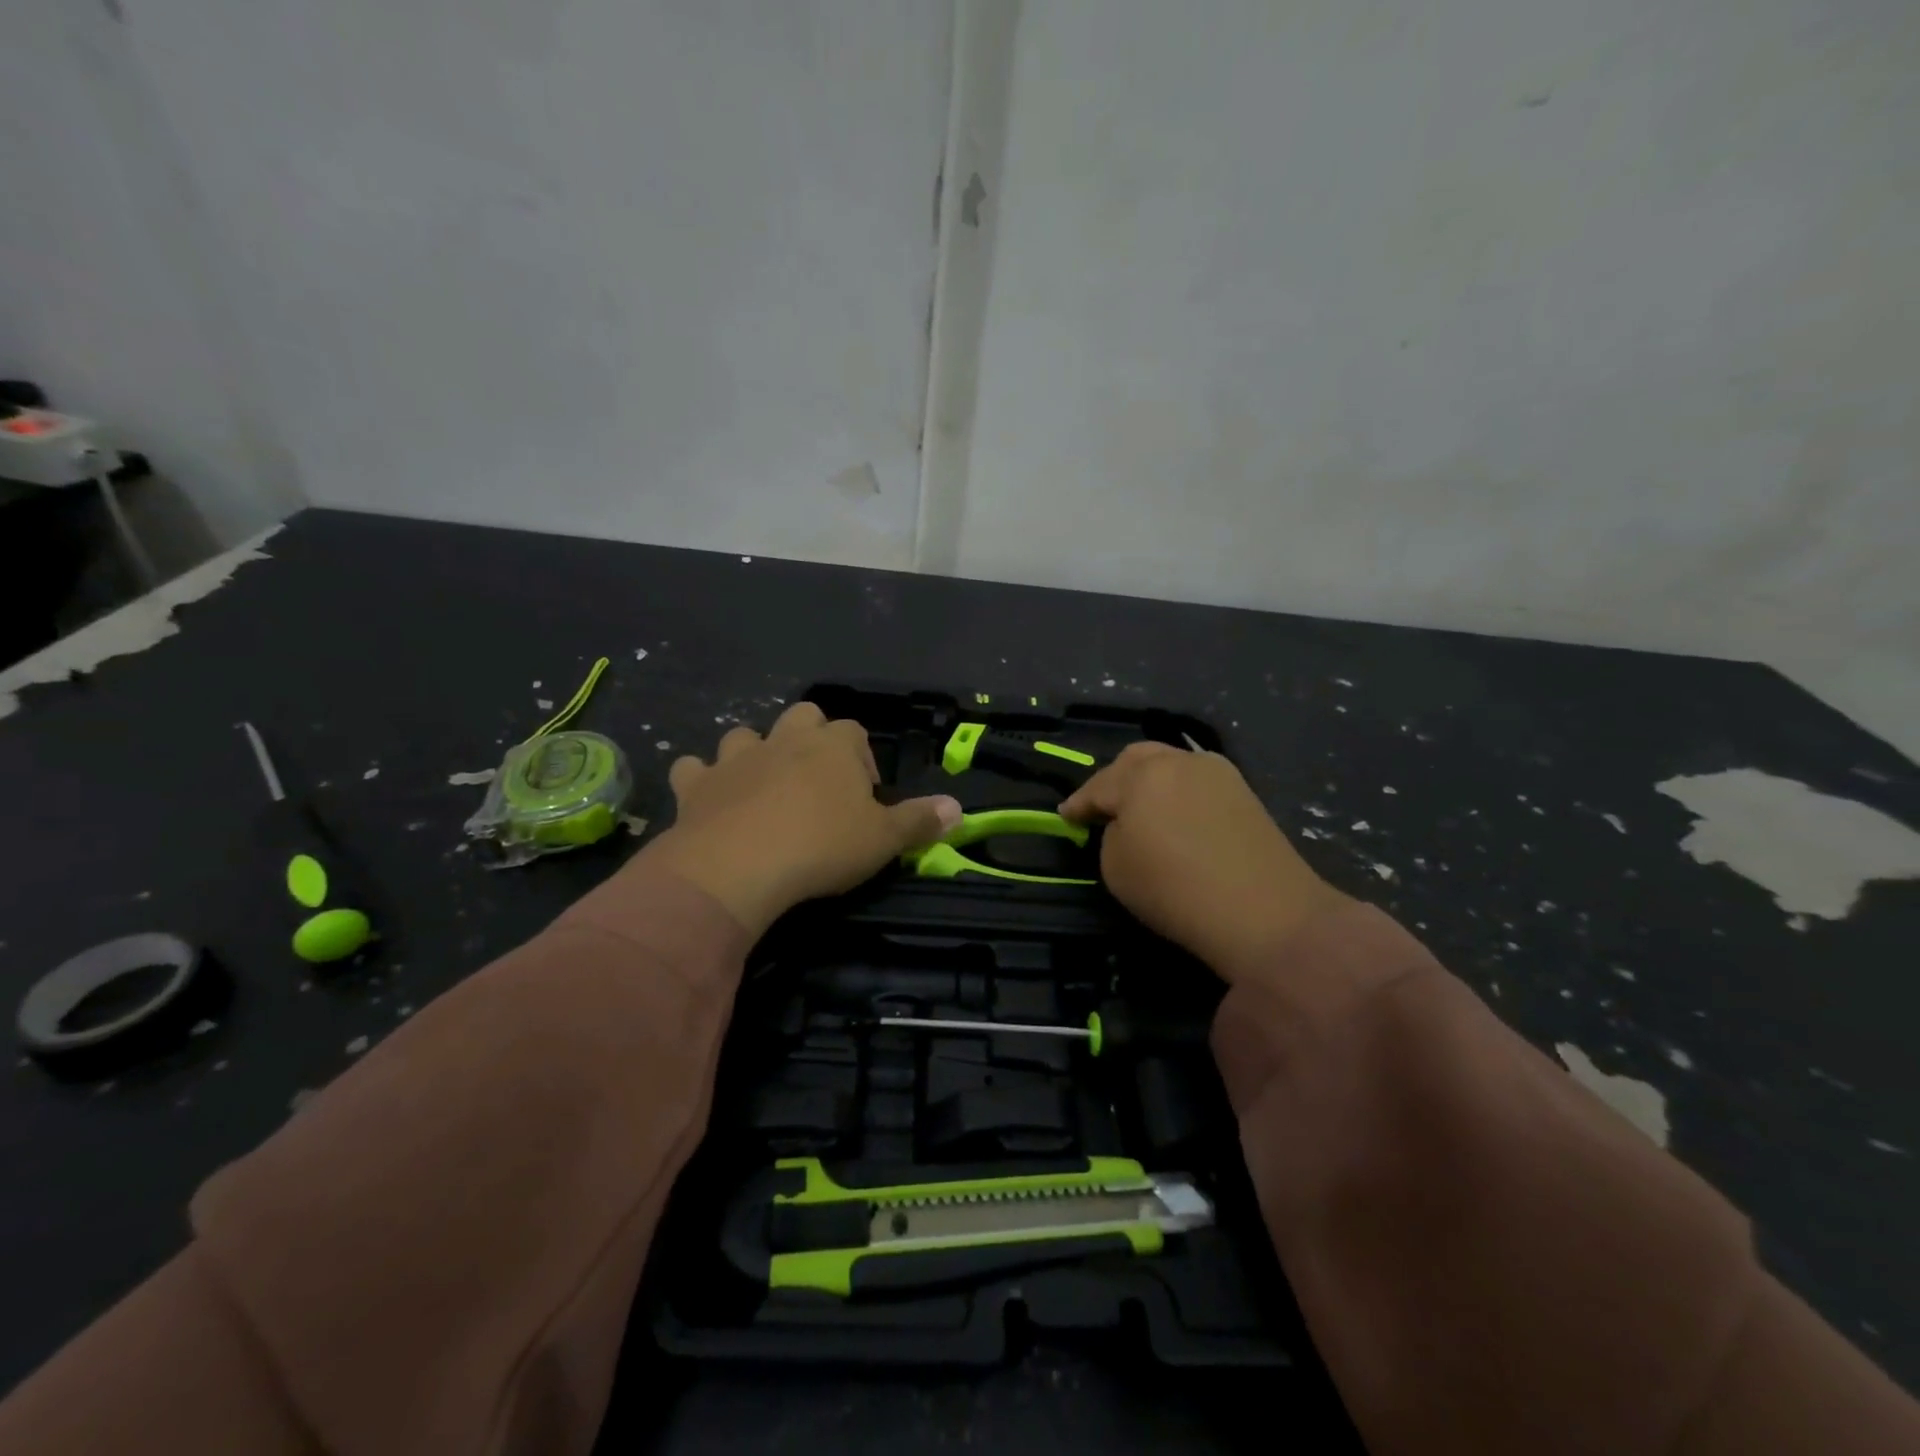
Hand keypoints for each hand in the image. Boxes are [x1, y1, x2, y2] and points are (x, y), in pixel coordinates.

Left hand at [638, 702, 960, 936]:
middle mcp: (784, 739)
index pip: (853, 733)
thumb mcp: (883, 839)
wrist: (738, 866)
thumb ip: (920, 821)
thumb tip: (957, 809)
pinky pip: (694, 769)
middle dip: (809, 740)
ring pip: (745, 736)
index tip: (863, 796)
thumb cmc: (822, 846)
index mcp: (833, 745)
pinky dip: (701, 780)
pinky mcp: (697, 785)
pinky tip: (709, 801)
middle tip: (817, 785)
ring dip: (754, 755)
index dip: (860, 760)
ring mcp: (736, 758)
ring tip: (763, 790)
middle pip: (801, 717)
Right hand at [1060, 742, 1348, 982]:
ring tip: (1140, 810)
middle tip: (1103, 808)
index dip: (1077, 805)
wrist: (1266, 913)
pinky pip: (1197, 782)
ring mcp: (1217, 773)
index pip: (1097, 786)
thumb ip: (1111, 835)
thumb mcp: (1116, 867)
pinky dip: (1178, 793)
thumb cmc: (1176, 889)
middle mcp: (1178, 761)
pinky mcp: (1244, 793)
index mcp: (1140, 775)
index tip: (1065, 817)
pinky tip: (1176, 815)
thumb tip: (1126, 825)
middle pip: (1135, 760)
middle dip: (1114, 781)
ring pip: (1170, 765)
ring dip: (1149, 783)